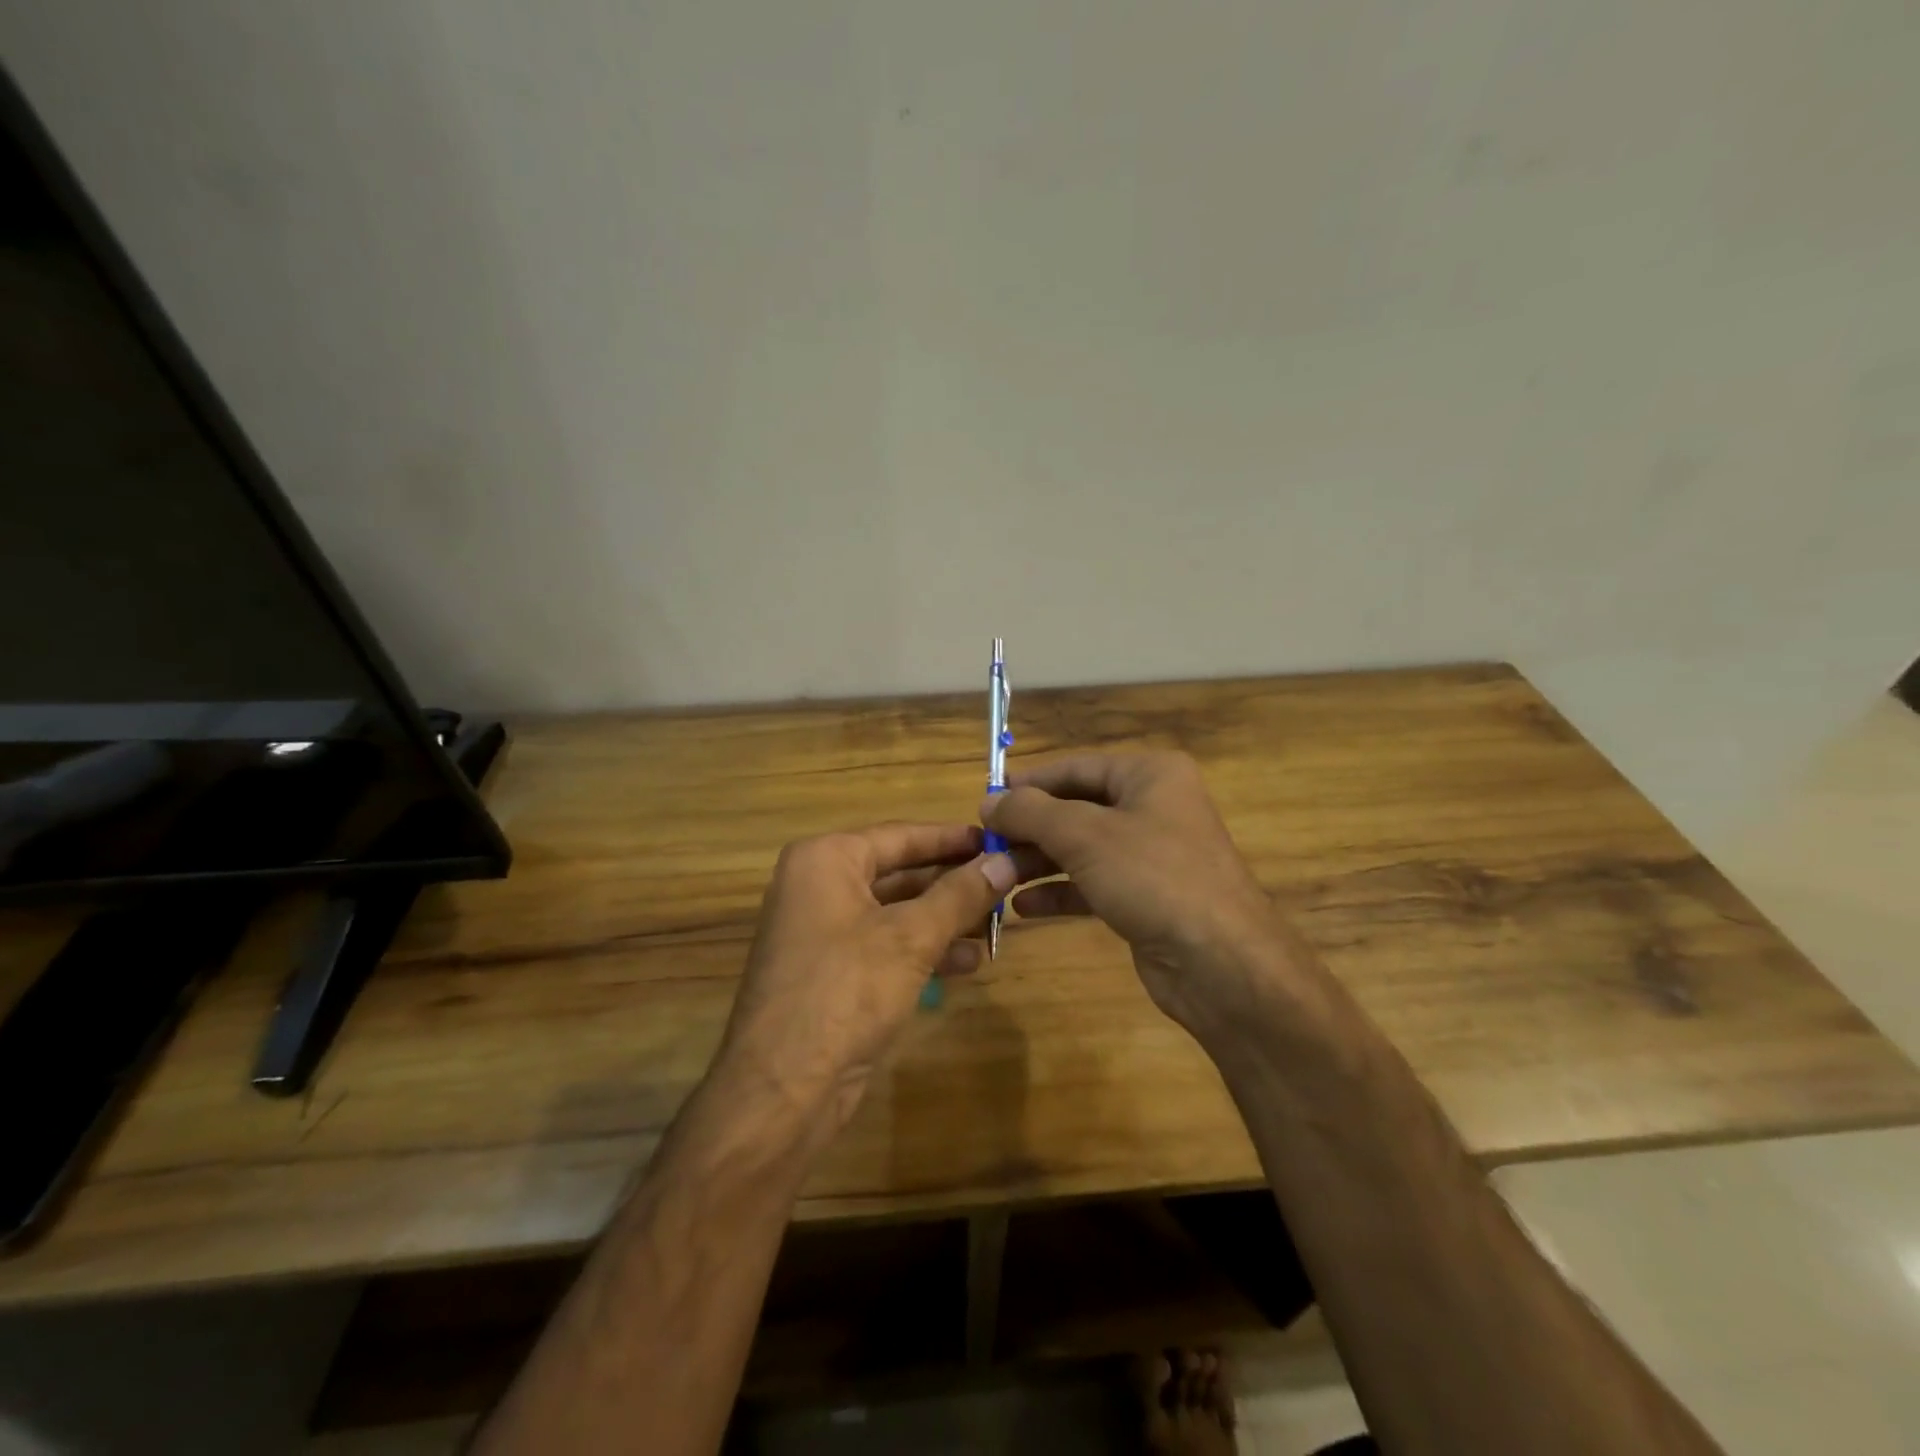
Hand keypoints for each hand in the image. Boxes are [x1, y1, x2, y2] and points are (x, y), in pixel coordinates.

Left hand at [715, 823, 1020, 1137]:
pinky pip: (886, 946)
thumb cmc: (846, 990)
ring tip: (997, 924)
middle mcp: (819, 886)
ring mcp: (823, 932)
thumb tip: (1006, 861)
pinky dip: (925, 950)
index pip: (901, 835)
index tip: (1000, 840)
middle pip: (899, 872)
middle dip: (953, 883)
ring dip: (945, 919)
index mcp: (826, 860)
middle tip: (1005, 883)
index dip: (952, 838)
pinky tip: (969, 963)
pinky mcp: (833, 972)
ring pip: (896, 912)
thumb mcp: (911, 937)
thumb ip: (960, 895)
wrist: (783, 1088)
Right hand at [982, 752, 1314, 1041]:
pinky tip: (1024, 906)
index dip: (1029, 783)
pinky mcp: (1146, 897)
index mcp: (1149, 775)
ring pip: (1082, 849)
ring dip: (1039, 862)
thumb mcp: (1085, 836)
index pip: (1076, 767)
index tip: (986, 800)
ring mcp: (1151, 855)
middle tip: (986, 845)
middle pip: (1076, 808)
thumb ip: (1031, 813)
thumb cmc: (1154, 878)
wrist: (1223, 965)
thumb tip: (989, 800)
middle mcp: (1153, 807)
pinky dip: (1060, 891)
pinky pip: (1093, 884)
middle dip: (1030, 828)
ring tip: (996, 877)